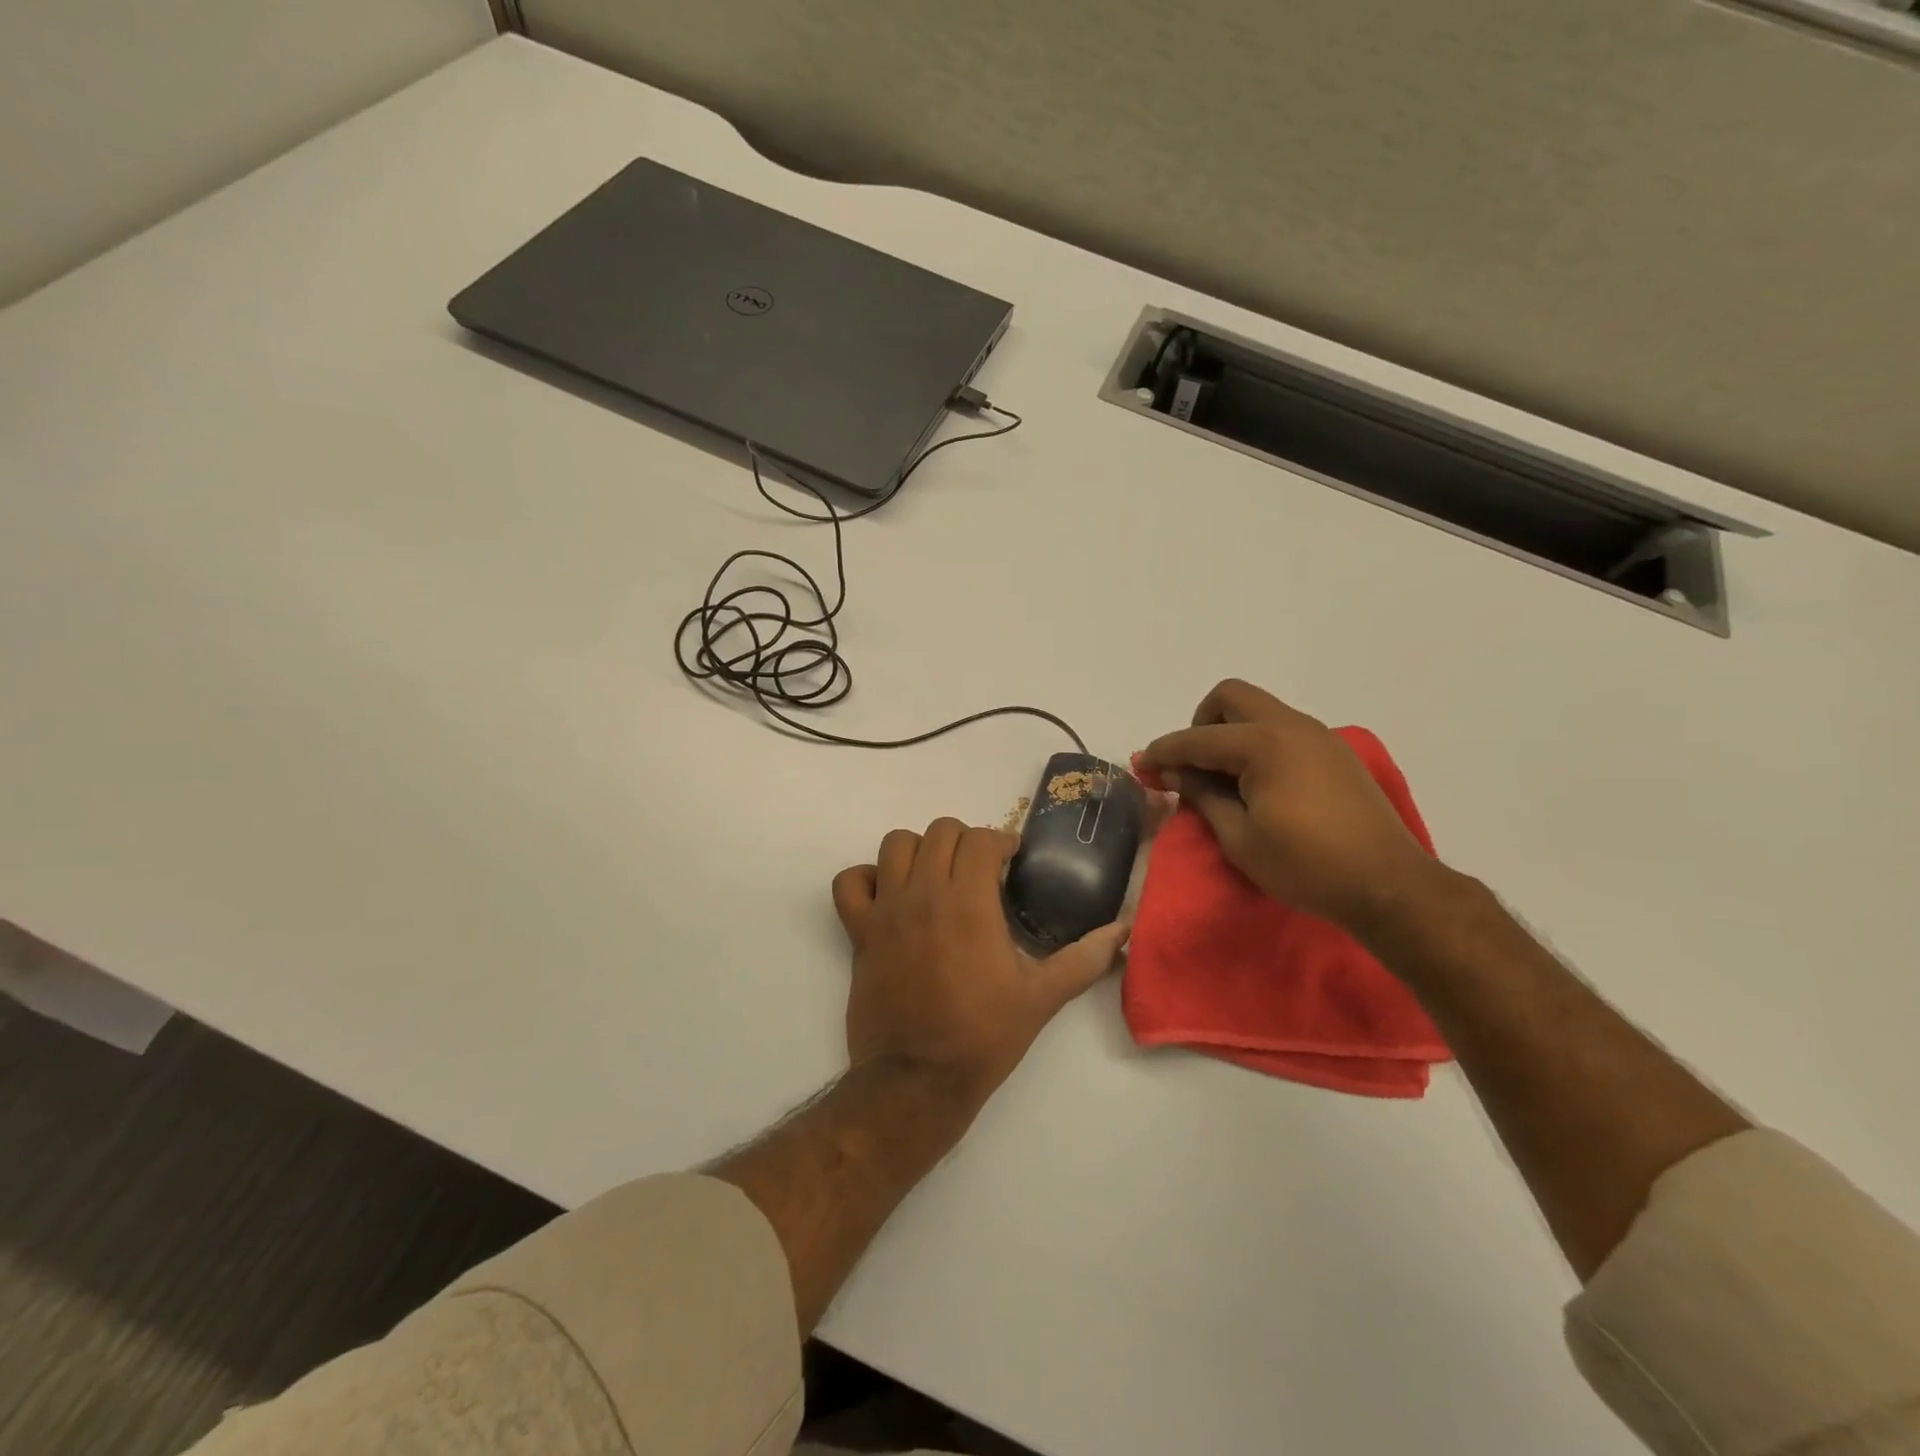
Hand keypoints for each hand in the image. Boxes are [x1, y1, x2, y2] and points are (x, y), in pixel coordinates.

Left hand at [831, 818, 1129, 1107]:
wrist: (916, 1080)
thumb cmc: (983, 1035)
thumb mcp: (1042, 997)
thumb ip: (1085, 958)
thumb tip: (1124, 931)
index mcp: (968, 901)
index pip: (981, 838)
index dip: (1001, 842)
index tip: (1011, 861)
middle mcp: (924, 892)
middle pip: (939, 831)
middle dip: (964, 840)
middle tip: (979, 869)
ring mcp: (886, 910)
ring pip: (894, 844)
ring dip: (919, 849)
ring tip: (936, 874)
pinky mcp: (859, 932)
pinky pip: (849, 882)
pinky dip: (866, 879)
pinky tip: (888, 896)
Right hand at [1140, 679, 1437, 931]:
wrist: (1389, 886)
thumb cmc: (1306, 866)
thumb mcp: (1240, 838)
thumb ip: (1202, 796)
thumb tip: (1172, 773)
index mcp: (1265, 745)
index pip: (1198, 738)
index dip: (1164, 752)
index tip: (1141, 767)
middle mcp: (1292, 726)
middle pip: (1231, 697)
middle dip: (1200, 724)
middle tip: (1192, 766)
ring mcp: (1318, 736)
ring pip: (1259, 710)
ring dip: (1229, 732)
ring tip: (1222, 779)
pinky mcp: (1334, 753)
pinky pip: (1282, 729)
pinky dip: (1257, 743)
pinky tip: (1257, 783)